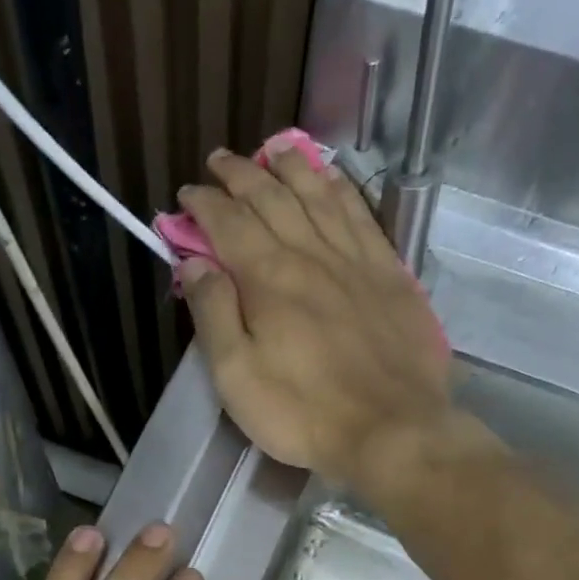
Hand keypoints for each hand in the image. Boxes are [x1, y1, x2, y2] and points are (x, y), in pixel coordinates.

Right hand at [176, 143, 452, 487]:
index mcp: (268, 278)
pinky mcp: (389, 272)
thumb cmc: (303, 412)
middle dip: (241, 174)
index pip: (228, 222)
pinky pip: (360, 214)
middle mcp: (311, 253)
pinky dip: (340, 189)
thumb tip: (194, 262)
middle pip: (271, 198)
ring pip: (318, 195)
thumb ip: (213, 314)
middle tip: (220, 161)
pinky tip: (331, 179)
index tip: (186, 195)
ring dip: (291, 167)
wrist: (392, 429)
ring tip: (274, 149)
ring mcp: (355, 259)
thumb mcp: (237, 376)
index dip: (204, 204)